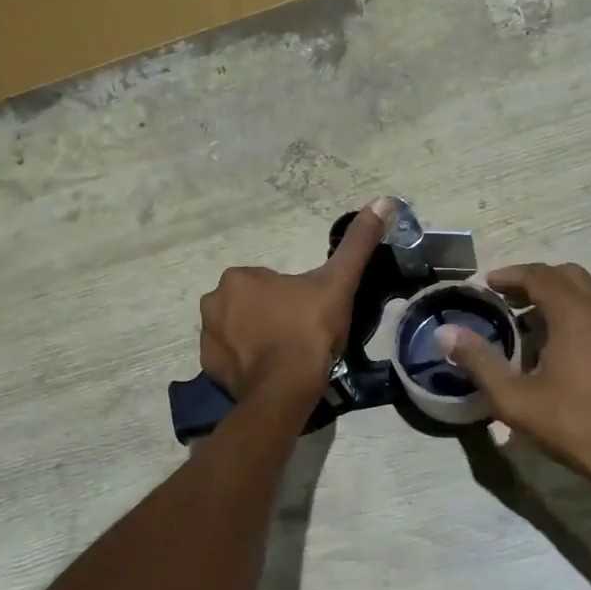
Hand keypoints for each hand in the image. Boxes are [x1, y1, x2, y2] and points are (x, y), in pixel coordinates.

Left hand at [199, 199, 391, 400]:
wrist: (287, 389)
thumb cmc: (310, 330)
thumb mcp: (338, 283)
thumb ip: (357, 243)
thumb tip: (382, 200)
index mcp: (239, 278)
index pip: (268, 283)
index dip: (292, 298)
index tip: (309, 315)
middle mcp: (213, 302)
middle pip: (251, 305)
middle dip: (271, 316)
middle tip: (299, 335)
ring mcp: (207, 337)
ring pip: (238, 330)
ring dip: (257, 338)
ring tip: (286, 357)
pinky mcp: (209, 368)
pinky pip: (229, 358)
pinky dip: (245, 363)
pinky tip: (269, 372)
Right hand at [438, 263, 590, 508]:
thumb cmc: (575, 426)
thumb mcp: (515, 399)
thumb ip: (479, 361)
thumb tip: (446, 333)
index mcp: (576, 314)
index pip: (539, 275)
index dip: (510, 275)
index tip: (486, 285)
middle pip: (566, 275)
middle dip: (533, 281)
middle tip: (505, 299)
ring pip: (587, 291)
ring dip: (556, 295)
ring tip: (527, 321)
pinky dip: (576, 311)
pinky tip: (558, 345)